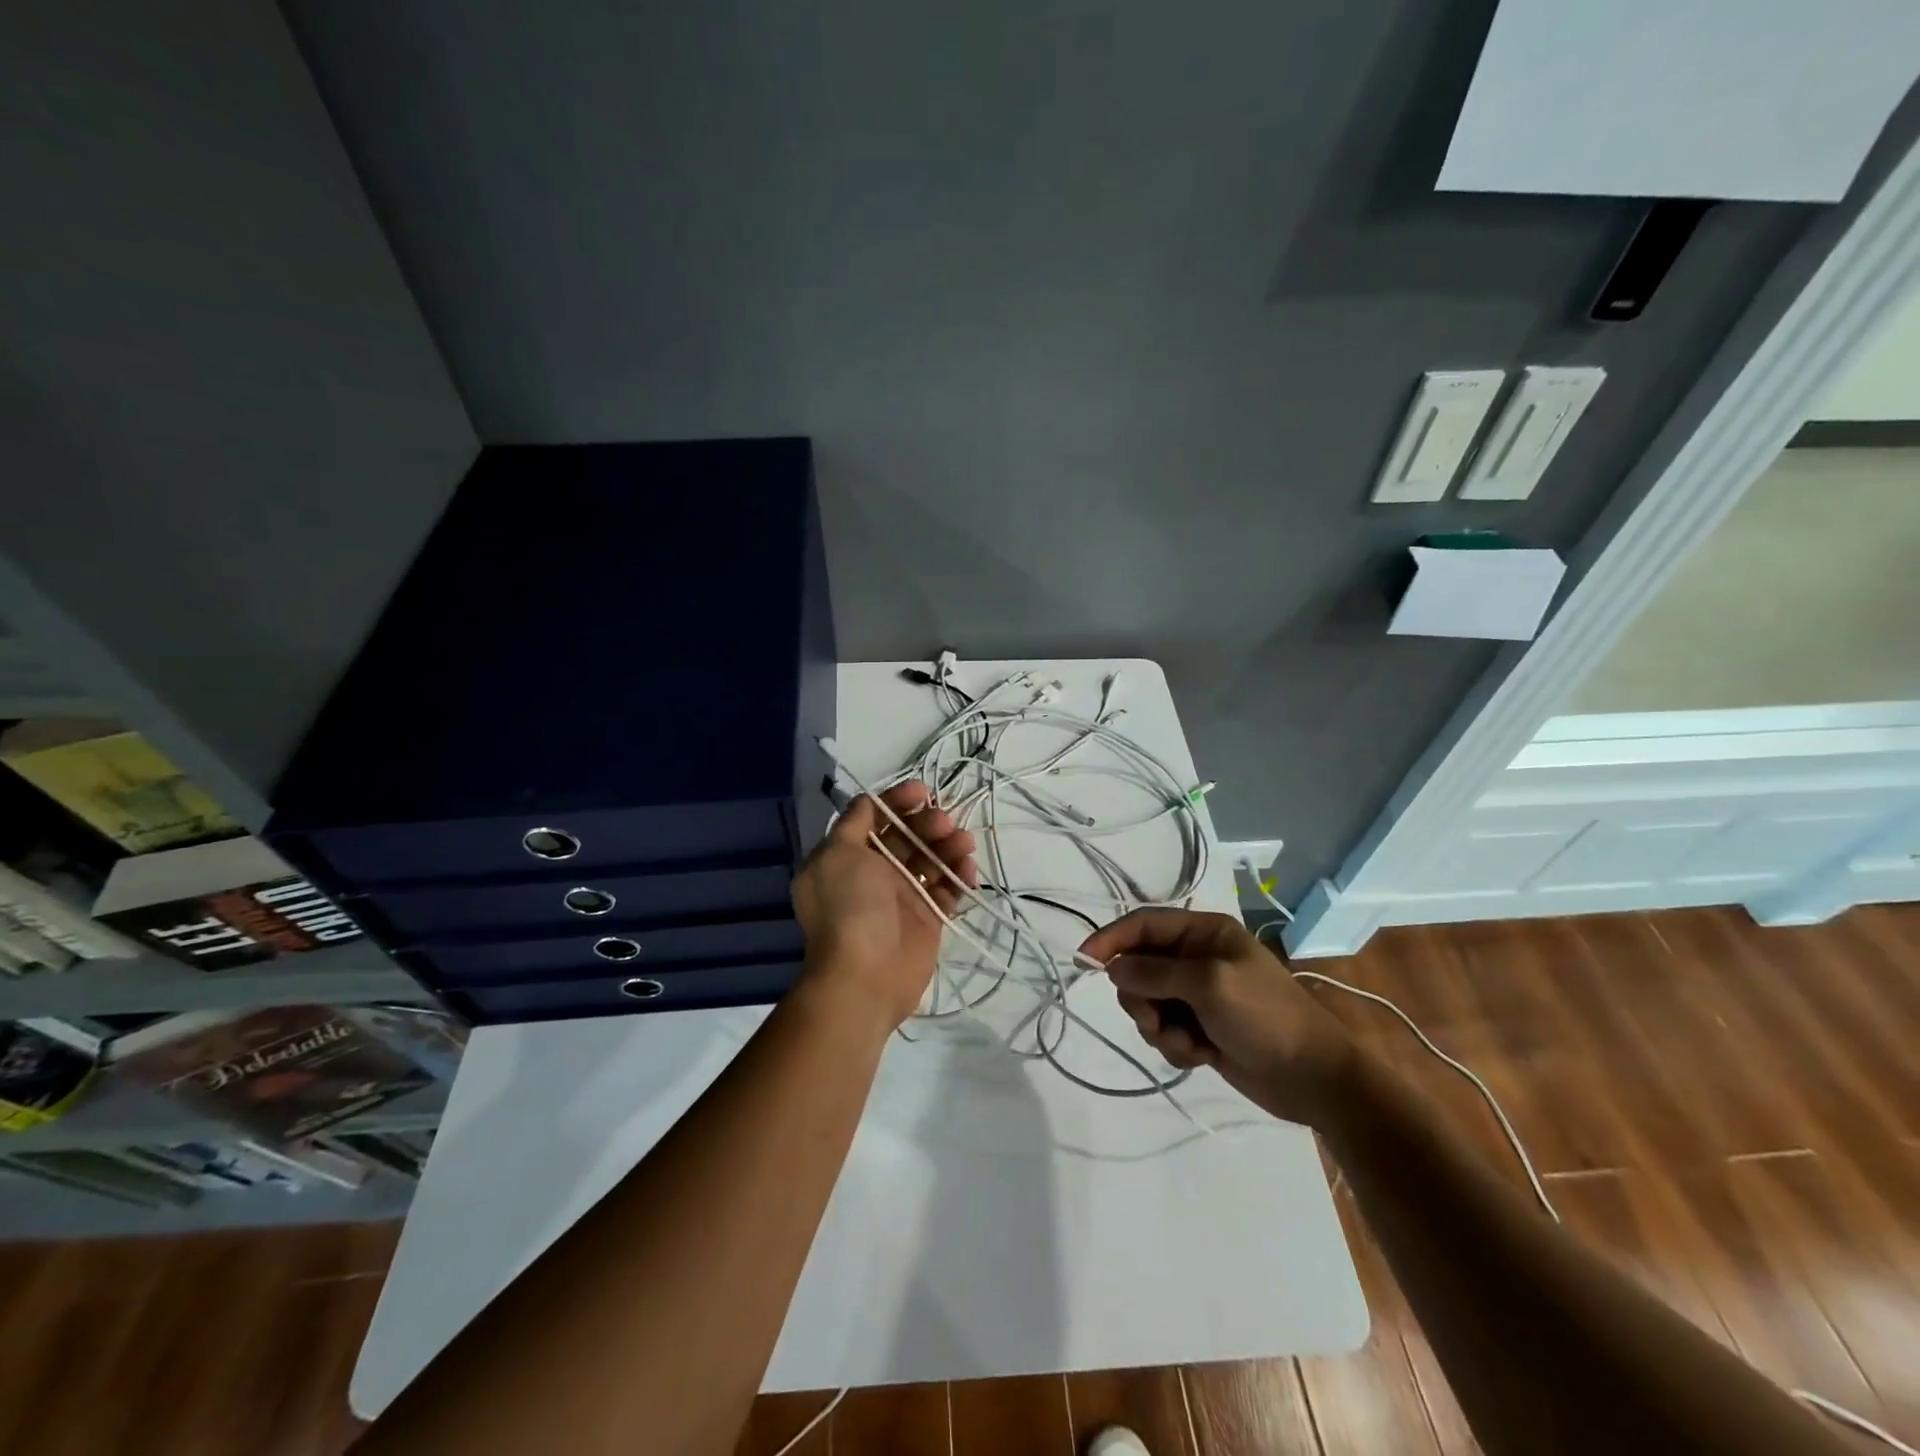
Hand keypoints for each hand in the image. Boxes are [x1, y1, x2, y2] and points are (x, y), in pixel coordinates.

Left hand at [791, 782, 978, 1027]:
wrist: (865, 977)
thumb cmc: (849, 907)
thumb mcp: (837, 854)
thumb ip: (854, 823)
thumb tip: (868, 802)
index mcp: (847, 856)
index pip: (875, 817)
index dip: (898, 800)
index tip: (922, 791)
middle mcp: (873, 873)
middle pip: (906, 835)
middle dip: (927, 822)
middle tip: (945, 822)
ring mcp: (902, 896)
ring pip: (930, 859)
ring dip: (948, 845)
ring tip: (963, 843)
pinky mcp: (928, 917)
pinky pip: (947, 888)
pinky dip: (959, 876)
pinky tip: (967, 869)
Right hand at [1080, 909, 1357, 1126]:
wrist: (1314, 1078)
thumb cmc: (1265, 1016)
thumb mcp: (1209, 984)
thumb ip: (1155, 972)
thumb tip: (1112, 967)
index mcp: (1204, 933)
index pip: (1144, 924)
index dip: (1111, 939)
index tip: (1084, 961)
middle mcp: (1197, 958)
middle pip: (1139, 967)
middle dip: (1142, 997)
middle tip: (1158, 1019)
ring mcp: (1199, 995)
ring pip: (1148, 1002)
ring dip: (1159, 1026)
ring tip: (1189, 1043)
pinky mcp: (1202, 1028)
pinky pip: (1165, 1031)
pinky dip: (1175, 1045)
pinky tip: (1201, 1056)